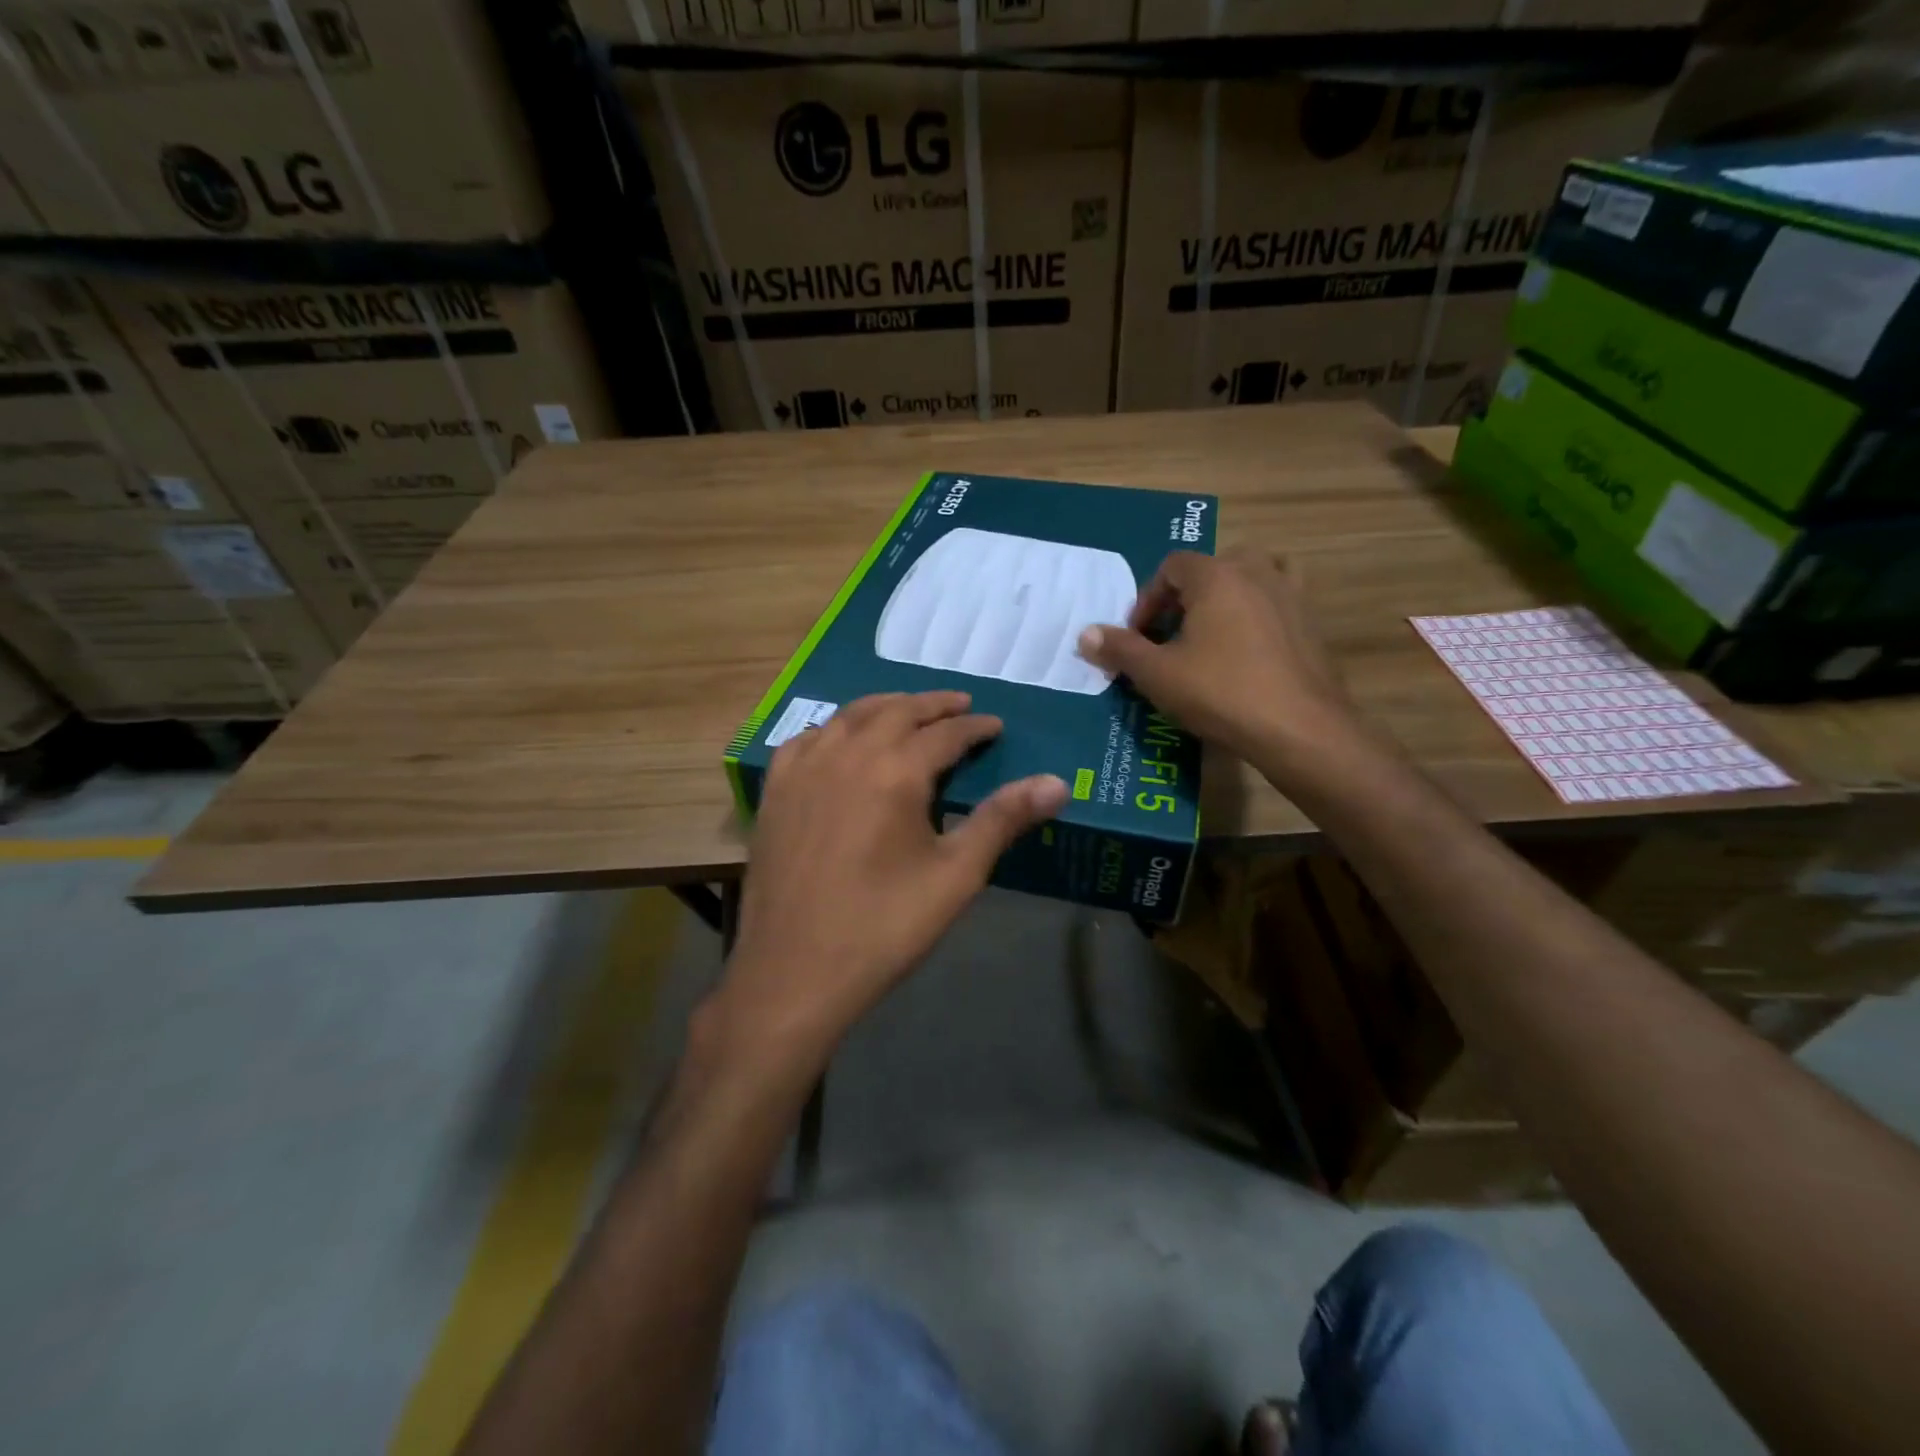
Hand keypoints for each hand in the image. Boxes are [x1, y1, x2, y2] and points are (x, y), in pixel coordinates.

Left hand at [715, 692, 1067, 1063]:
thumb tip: (1057, 783)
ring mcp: (803, 769)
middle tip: (960, 707)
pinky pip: (807, 740)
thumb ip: (1002, 820)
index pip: (945, 733)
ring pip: (849, 716)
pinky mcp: (775, 791)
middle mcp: (847, 754)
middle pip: (896, 710)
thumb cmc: (883, 927)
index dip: (975, 727)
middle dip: (933, 705)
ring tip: (909, 712)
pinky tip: (841, 741)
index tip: (996, 726)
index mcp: (894, 770)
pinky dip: (835, 729)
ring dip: (886, 707)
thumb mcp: (955, 876)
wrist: (793, 972)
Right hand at [1077, 548, 1360, 769]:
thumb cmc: (1221, 693)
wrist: (1300, 729)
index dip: (1147, 599)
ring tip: (1211, 636)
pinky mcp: (1312, 623)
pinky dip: (1259, 613)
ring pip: (1250, 579)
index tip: (1139, 637)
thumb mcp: (1157, 674)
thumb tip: (1085, 634)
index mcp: (1217, 575)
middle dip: (1184, 597)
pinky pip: (1278, 603)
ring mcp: (1291, 595)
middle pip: (1211, 568)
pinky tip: (1249, 649)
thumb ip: (1120, 649)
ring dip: (1224, 599)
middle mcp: (1257, 572)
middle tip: (1171, 636)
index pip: (1171, 566)